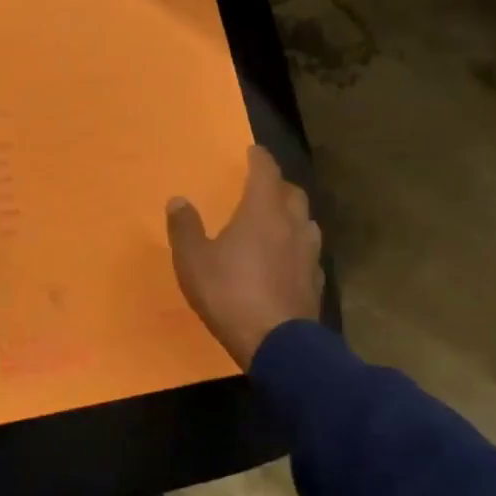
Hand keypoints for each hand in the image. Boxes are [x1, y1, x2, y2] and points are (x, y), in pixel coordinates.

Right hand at [167, 144, 323, 368]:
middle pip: (292, 193)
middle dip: (278, 185)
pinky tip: (288, 259)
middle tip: (262, 187)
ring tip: (277, 221)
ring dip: (293, 215)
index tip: (252, 151)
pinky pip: (309, 253)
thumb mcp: (194, 261)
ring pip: (306, 221)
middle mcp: (292, 224)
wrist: (277, 344)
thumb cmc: (230, 294)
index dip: (259, 158)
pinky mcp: (317, 280)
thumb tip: (178, 200)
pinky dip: (298, 247)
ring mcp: (309, 253)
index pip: (266, 171)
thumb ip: (185, 228)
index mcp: (263, 211)